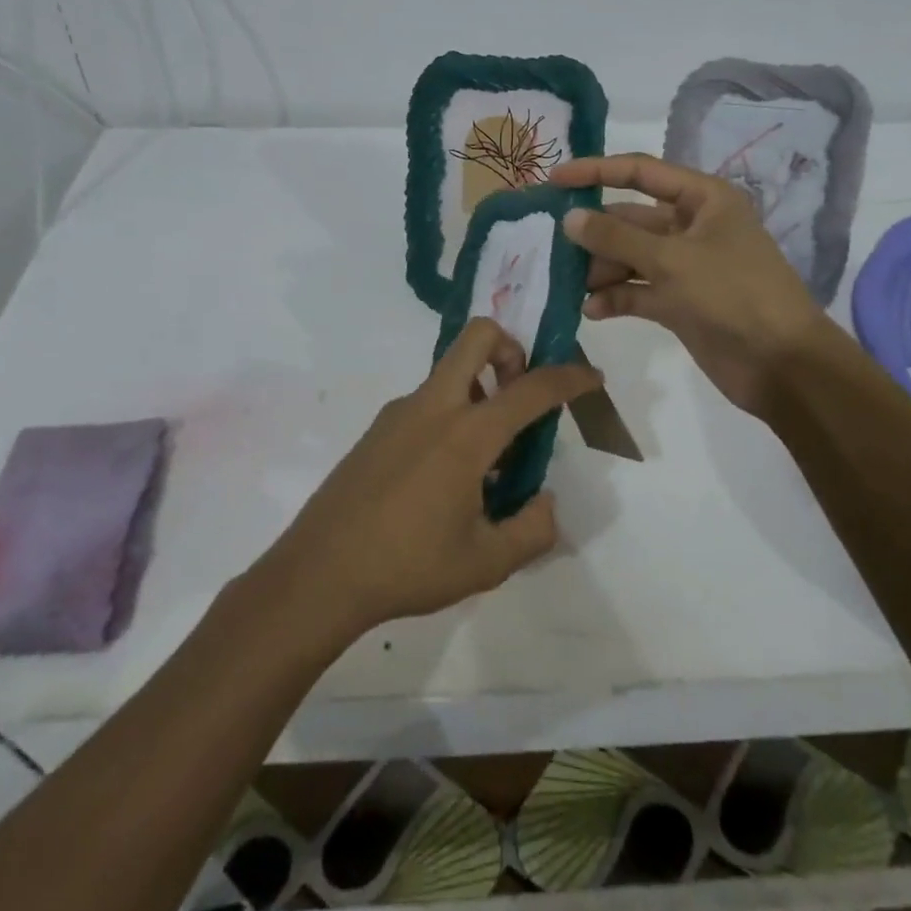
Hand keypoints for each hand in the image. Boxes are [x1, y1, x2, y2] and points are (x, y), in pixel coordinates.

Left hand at [258, 319, 601, 642]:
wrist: (318, 574)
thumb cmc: (408, 566)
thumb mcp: (486, 563)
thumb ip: (532, 529)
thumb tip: (543, 502)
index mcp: (466, 433)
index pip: (531, 388)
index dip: (570, 377)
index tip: (591, 377)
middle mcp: (433, 407)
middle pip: (477, 337)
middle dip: (511, 350)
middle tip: (520, 397)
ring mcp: (399, 413)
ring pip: (450, 372)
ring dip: (480, 391)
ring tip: (486, 462)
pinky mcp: (377, 429)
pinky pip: (427, 403)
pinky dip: (451, 417)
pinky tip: (445, 479)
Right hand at [553, 152, 847, 416]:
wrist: (782, 365)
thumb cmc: (733, 295)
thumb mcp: (671, 259)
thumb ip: (616, 236)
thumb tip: (570, 217)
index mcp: (702, 199)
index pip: (641, 172)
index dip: (596, 171)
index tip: (553, 180)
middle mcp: (692, 226)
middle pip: (631, 218)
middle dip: (596, 232)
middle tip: (554, 245)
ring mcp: (685, 266)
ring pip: (631, 256)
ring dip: (601, 268)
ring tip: (573, 284)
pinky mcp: (679, 302)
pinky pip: (638, 290)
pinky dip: (616, 297)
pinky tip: (591, 310)